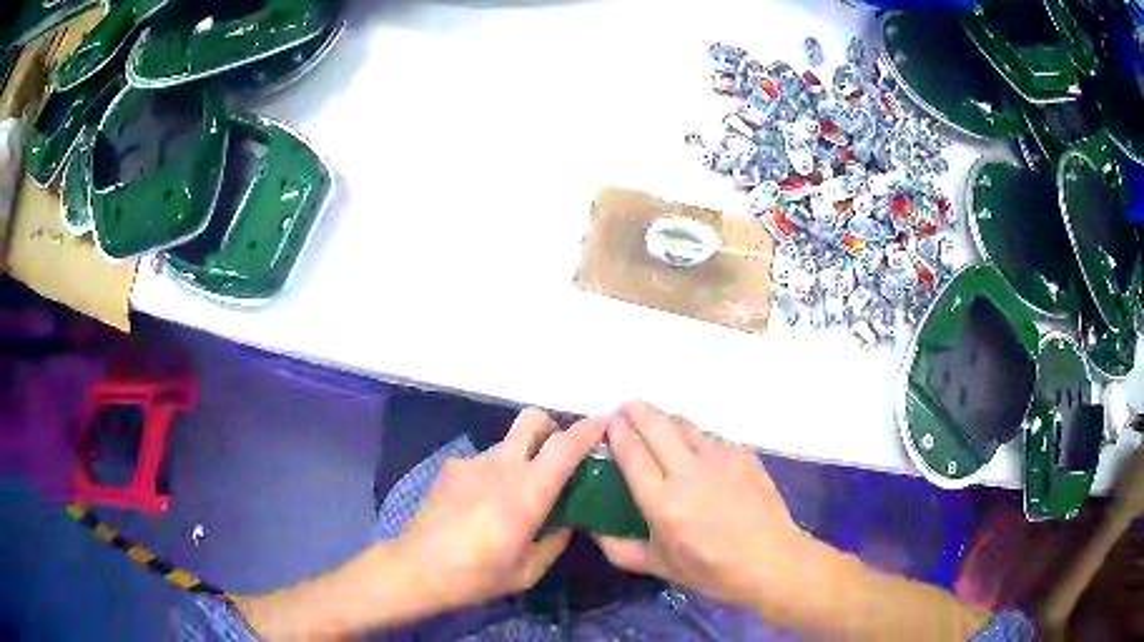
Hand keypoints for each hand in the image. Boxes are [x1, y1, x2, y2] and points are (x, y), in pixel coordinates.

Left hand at [395, 408, 605, 611]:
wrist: (417, 568)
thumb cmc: (477, 575)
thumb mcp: (528, 571)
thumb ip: (555, 541)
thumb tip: (567, 521)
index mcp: (526, 493)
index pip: (563, 447)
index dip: (587, 430)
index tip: (603, 424)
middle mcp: (501, 466)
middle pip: (532, 419)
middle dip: (552, 426)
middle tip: (557, 454)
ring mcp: (472, 462)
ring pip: (507, 443)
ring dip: (520, 457)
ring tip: (512, 495)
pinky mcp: (451, 468)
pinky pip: (482, 461)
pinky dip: (492, 474)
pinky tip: (480, 504)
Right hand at [596, 401, 814, 611]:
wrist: (771, 560)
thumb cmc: (712, 570)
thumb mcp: (660, 567)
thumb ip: (621, 549)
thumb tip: (594, 531)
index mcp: (663, 502)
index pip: (633, 453)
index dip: (618, 432)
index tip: (608, 421)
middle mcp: (689, 472)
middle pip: (656, 425)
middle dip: (636, 410)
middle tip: (626, 407)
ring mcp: (720, 459)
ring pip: (685, 425)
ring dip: (666, 419)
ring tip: (657, 423)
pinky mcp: (743, 455)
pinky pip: (711, 437)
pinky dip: (695, 437)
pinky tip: (695, 450)